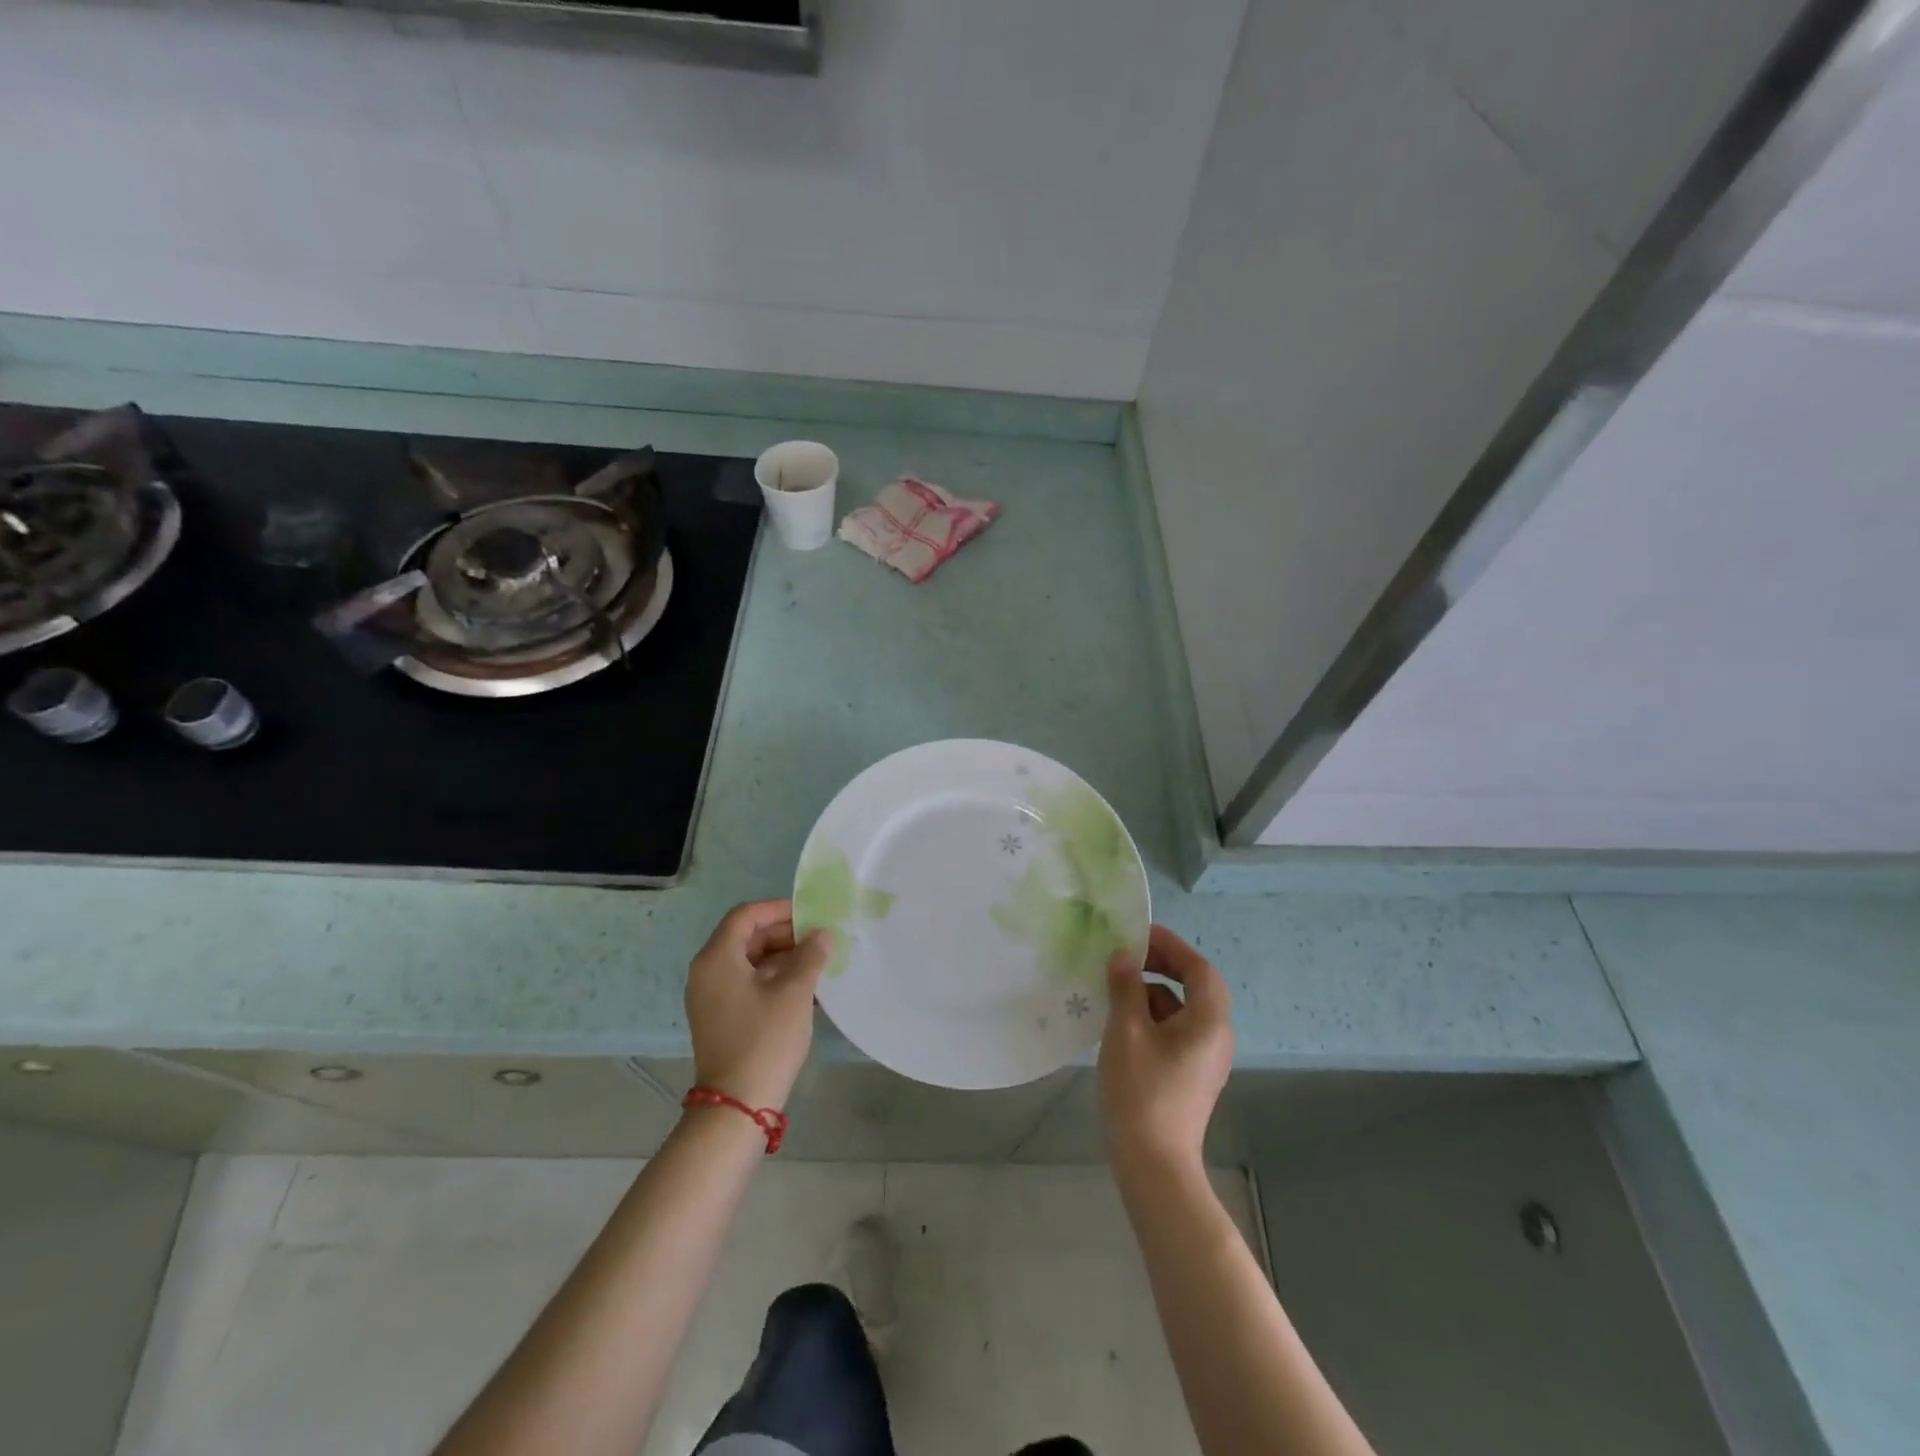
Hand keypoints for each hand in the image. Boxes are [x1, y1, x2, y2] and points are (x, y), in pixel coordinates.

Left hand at [685, 900, 831, 1111]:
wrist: (738, 1105)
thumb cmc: (765, 1040)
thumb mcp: (794, 993)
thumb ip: (810, 955)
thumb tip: (822, 934)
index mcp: (717, 958)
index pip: (746, 916)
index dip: (779, 909)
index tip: (811, 915)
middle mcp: (707, 972)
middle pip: (746, 937)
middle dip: (784, 934)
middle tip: (819, 938)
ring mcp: (712, 997)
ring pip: (749, 961)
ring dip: (783, 957)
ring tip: (818, 962)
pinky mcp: (721, 1017)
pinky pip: (748, 983)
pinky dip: (774, 979)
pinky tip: (805, 988)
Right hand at [1099, 924, 1234, 1173]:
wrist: (1154, 1165)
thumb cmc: (1142, 1091)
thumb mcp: (1126, 1031)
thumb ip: (1125, 987)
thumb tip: (1123, 957)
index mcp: (1208, 1021)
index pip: (1199, 968)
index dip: (1171, 945)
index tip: (1139, 933)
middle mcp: (1216, 1036)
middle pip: (1195, 986)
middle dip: (1162, 965)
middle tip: (1127, 955)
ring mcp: (1205, 1058)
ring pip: (1182, 1009)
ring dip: (1153, 991)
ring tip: (1116, 986)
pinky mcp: (1191, 1075)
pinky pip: (1176, 1030)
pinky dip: (1153, 1016)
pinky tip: (1122, 1021)